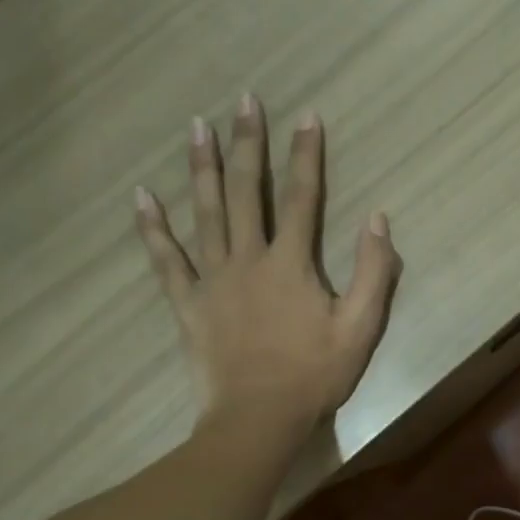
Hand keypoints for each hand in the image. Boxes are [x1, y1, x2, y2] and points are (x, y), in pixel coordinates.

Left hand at [134, 96, 399, 435]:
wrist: (259, 418)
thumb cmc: (315, 376)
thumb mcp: (362, 328)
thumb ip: (374, 272)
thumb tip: (378, 220)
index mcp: (291, 264)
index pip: (302, 198)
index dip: (306, 155)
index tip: (306, 116)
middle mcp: (248, 259)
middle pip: (248, 193)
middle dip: (248, 144)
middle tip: (243, 101)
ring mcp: (213, 280)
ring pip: (205, 213)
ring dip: (202, 168)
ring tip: (197, 127)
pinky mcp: (188, 304)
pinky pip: (166, 260)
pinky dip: (153, 229)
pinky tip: (141, 197)